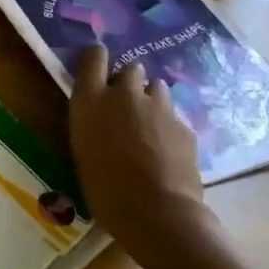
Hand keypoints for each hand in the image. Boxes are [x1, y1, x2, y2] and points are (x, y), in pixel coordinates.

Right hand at [70, 44, 213, 263]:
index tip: (98, 62)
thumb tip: (103, 120)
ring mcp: (158, 107)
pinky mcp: (184, 125)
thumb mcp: (84, 150)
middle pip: (130, 69)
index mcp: (90, 100)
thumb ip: (93, 124)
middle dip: (129, 81)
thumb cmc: (104, 188)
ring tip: (149, 125)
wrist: (156, 211)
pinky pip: (174, 116)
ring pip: (156, 88)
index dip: (97, 57)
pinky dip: (169, 127)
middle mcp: (123, 95)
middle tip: (126, 104)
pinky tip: (167, 150)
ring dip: (151, 100)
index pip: (94, 58)